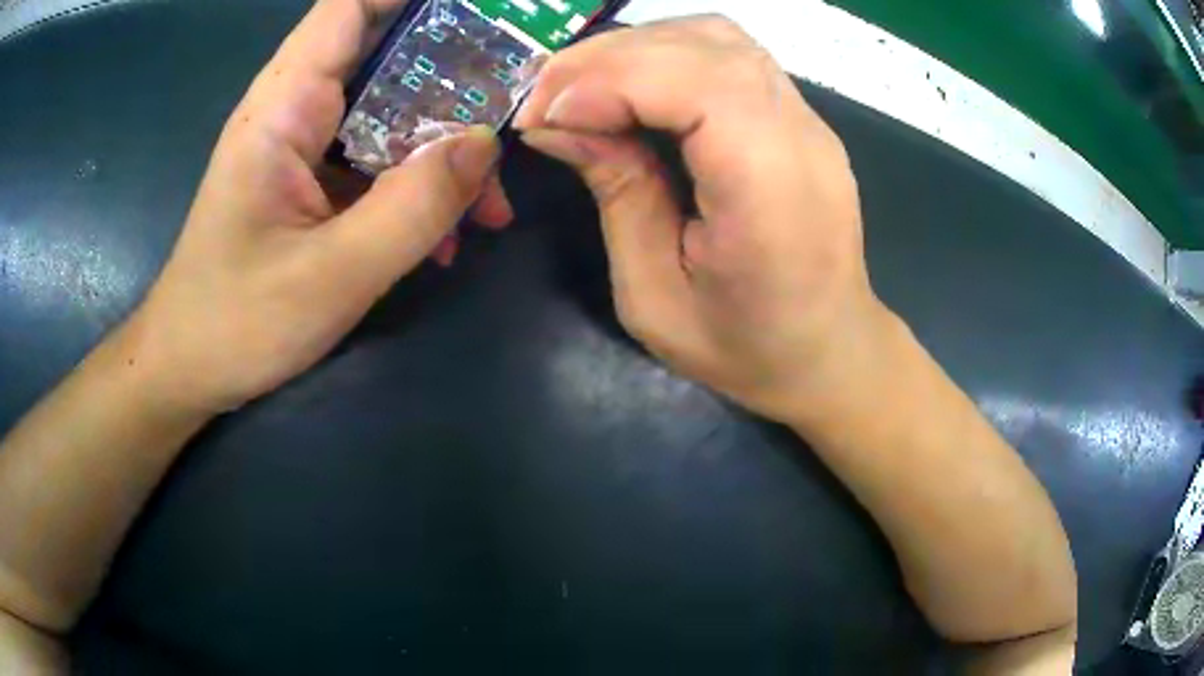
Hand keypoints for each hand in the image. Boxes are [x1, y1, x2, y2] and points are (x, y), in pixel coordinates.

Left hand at [124, 0, 512, 413]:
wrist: (188, 369)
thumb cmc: (236, 324)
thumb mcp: (331, 277)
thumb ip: (411, 207)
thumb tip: (484, 145)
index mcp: (284, 108)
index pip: (350, 9)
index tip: (484, 13)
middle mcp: (296, 111)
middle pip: (385, 53)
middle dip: (454, 72)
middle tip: (513, 106)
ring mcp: (305, 147)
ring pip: (390, 112)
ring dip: (443, 144)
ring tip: (488, 203)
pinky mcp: (312, 183)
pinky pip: (378, 160)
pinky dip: (418, 185)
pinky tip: (446, 235)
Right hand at [515, 16, 888, 421]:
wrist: (829, 351)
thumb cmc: (745, 346)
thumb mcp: (654, 295)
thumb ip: (615, 194)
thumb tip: (557, 124)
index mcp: (770, 191)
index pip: (695, 84)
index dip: (608, 81)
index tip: (543, 115)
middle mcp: (801, 136)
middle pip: (704, 46)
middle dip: (606, 58)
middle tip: (544, 96)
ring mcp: (808, 119)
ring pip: (716, 37)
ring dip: (635, 48)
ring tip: (579, 87)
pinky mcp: (800, 116)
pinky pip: (730, 56)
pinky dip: (666, 55)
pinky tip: (629, 87)